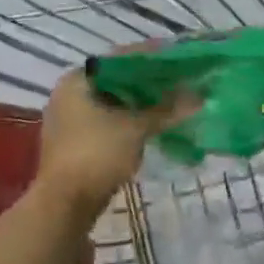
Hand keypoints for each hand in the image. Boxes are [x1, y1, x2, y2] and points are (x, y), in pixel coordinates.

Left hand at [35, 65, 179, 217]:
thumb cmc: (97, 154)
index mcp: (78, 80)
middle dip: (148, 83)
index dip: (151, 57)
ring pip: (112, 103)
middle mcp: (69, 94)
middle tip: (179, 82)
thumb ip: (167, 110)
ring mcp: (69, 120)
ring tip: (171, 104)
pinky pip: (108, 122)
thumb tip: (199, 97)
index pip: (120, 58)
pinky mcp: (75, 143)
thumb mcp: (136, 128)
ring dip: (140, 104)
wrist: (64, 206)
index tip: (178, 59)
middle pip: (116, 80)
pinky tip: (152, 126)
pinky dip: (129, 121)